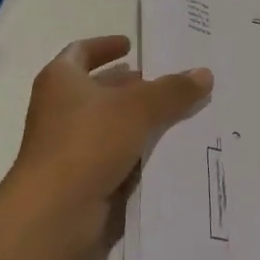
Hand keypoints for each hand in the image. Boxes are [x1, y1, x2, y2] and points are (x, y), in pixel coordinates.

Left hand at [0, 35, 211, 259]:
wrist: (55, 214)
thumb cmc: (88, 144)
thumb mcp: (138, 108)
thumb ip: (173, 90)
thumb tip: (204, 73)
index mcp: (61, 81)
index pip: (81, 52)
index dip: (105, 45)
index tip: (132, 45)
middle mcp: (60, 110)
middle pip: (98, 89)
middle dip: (131, 85)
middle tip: (168, 82)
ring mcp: (69, 147)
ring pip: (111, 125)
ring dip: (139, 120)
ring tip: (179, 115)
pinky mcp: (82, 178)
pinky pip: (116, 156)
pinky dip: (138, 151)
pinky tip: (169, 151)